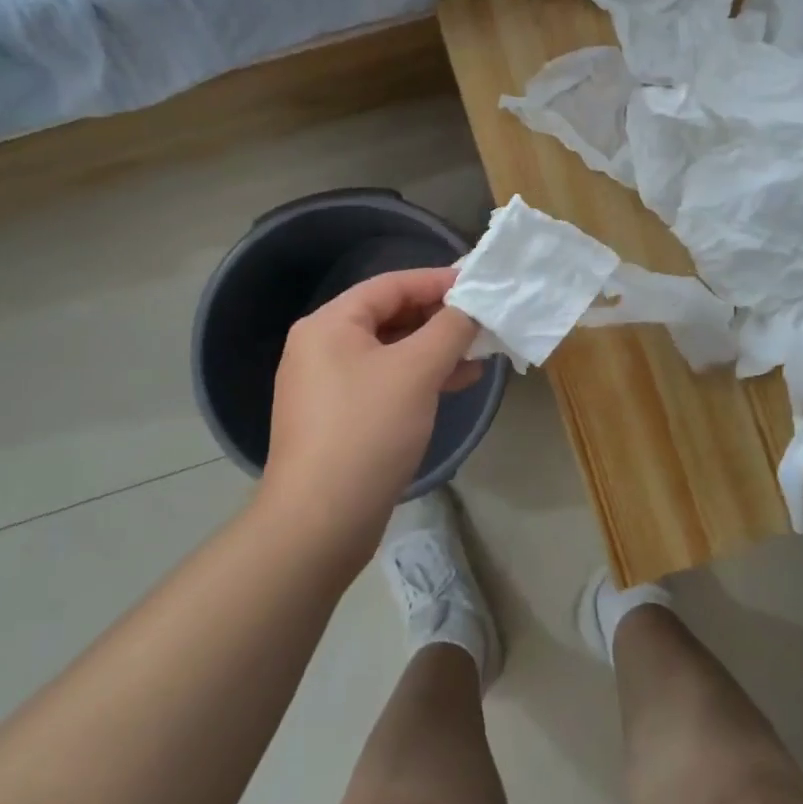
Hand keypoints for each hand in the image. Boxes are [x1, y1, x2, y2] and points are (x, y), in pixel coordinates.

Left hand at [262, 268, 481, 573]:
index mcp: (329, 324)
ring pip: (390, 352)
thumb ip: (450, 328)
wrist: (320, 522)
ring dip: (434, 350)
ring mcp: (327, 386)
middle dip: (438, 318)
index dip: (436, 281)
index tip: (477, 284)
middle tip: (482, 320)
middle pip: (389, 316)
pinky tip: (455, 384)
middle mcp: (321, 347)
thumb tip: (472, 305)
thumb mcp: (416, 370)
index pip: (390, 285)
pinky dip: (419, 378)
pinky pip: (384, 382)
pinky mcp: (339, 419)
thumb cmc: (368, 430)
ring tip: (478, 354)